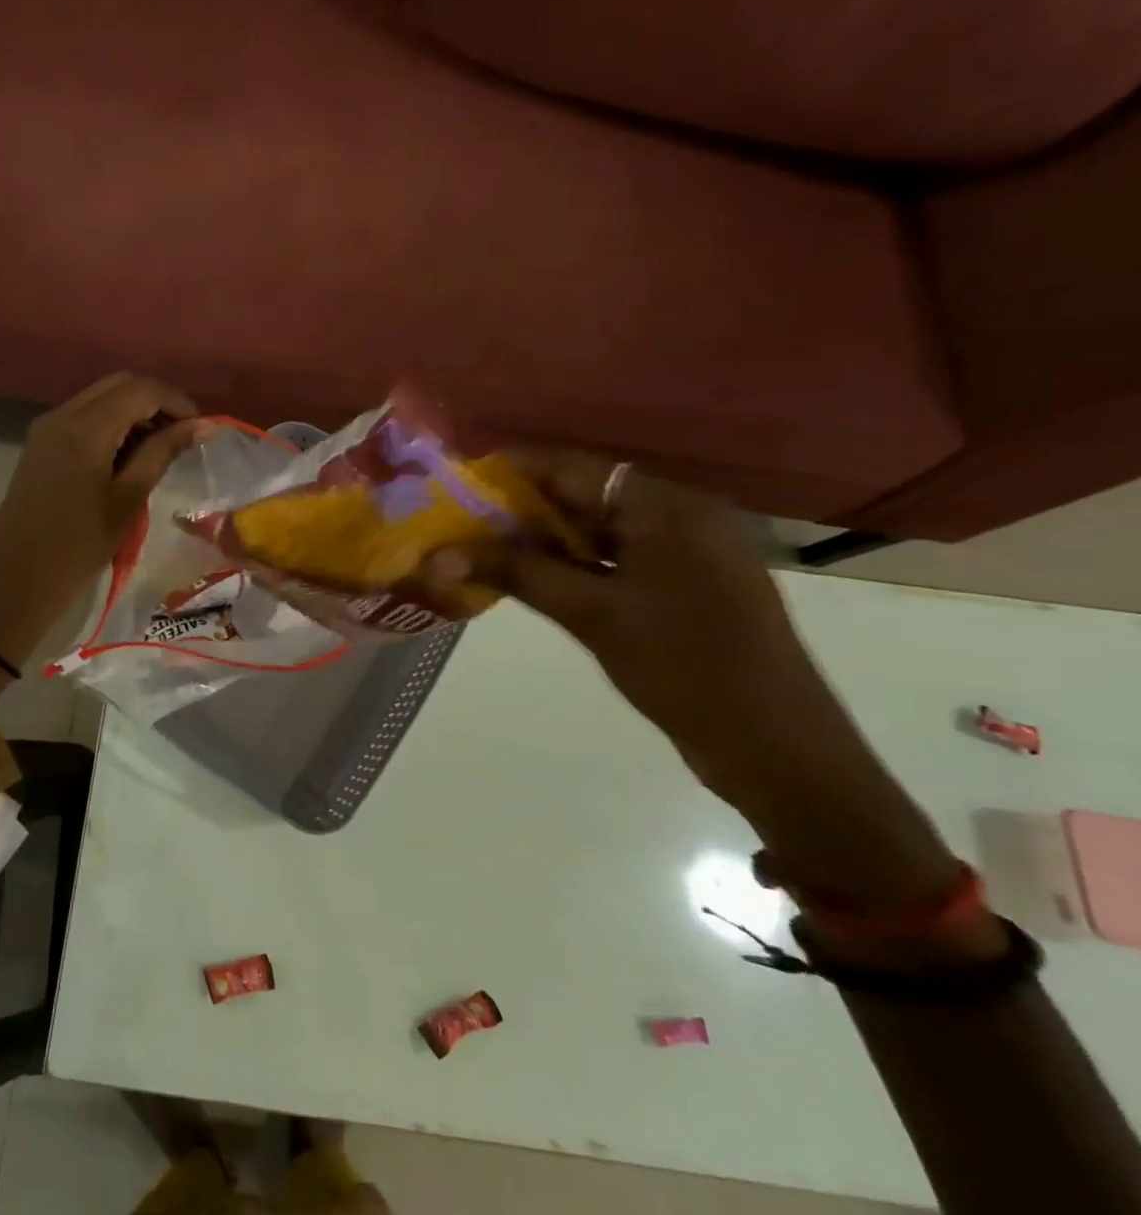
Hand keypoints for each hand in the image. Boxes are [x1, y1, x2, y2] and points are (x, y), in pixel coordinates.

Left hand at [0, 374, 203, 665]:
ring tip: (162, 447)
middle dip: (157, 401)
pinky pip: (84, 418)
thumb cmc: (78, 546)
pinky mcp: (40, 445)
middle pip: (119, 385)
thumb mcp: (128, 499)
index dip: (177, 401)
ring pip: (100, 399)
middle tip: (185, 434)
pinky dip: (112, 425)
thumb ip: (162, 453)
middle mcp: (62, 415)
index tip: (202, 429)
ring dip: (134, 412)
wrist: (15, 581)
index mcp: (85, 427)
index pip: (141, 390)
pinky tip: (130, 455)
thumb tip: (200, 425)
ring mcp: (46, 429)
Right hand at [434, 452, 960, 908]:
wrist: (776, 748)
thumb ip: (515, 574)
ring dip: (542, 539)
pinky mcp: (684, 586)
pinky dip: (572, 563)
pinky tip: (529, 576)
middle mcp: (681, 516)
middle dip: (520, 508)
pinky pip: (616, 559)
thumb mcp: (591, 615)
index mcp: (668, 507)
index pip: (574, 467)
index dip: (512, 469)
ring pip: (598, 530)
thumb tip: (438, 556)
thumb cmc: (684, 667)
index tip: (456, 481)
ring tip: (480, 547)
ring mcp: (686, 553)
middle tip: (458, 521)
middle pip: (585, 495)